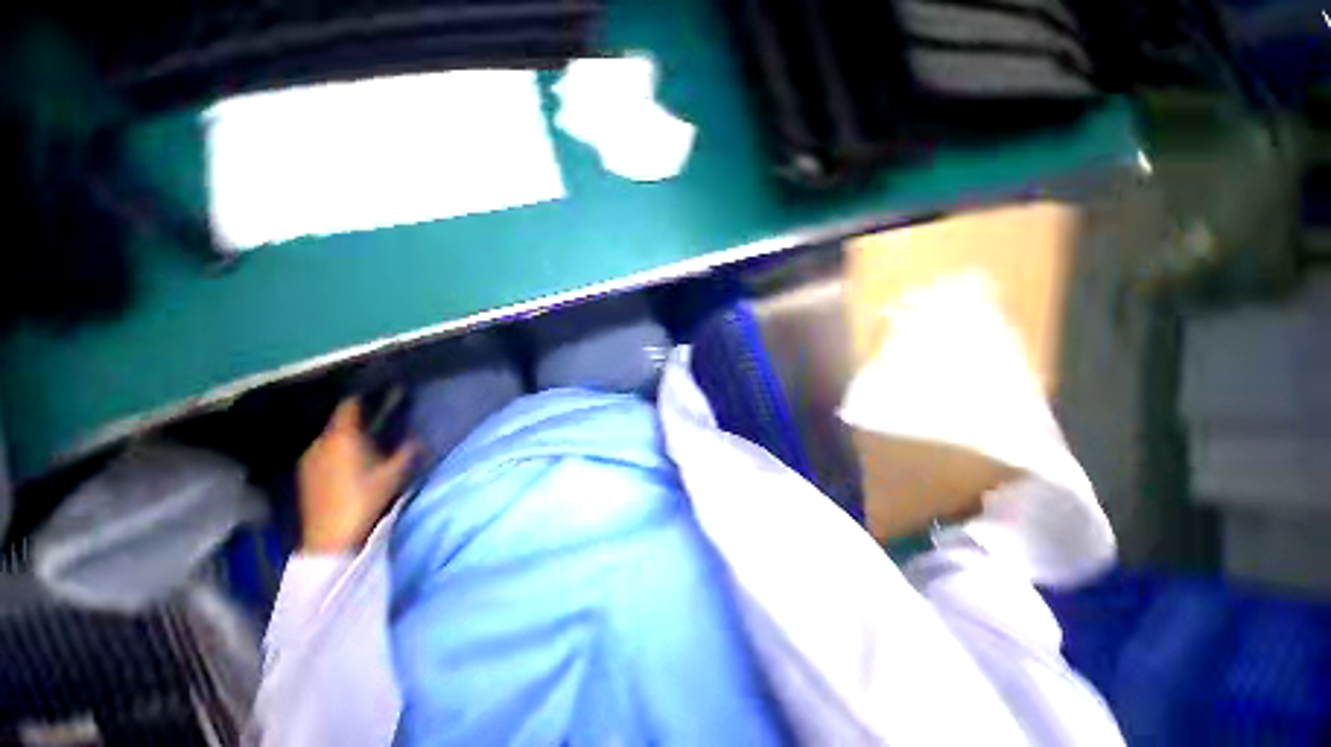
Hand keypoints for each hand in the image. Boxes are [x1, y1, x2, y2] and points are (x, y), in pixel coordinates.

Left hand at [298, 399, 417, 552]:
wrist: (331, 536)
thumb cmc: (366, 498)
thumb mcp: (395, 473)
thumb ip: (408, 450)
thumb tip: (417, 437)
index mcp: (344, 436)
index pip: (350, 406)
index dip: (364, 398)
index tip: (380, 396)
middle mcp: (321, 441)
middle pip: (339, 422)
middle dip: (357, 421)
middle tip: (378, 426)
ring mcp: (309, 458)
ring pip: (330, 438)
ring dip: (345, 438)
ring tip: (363, 447)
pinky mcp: (303, 474)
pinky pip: (322, 452)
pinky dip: (335, 452)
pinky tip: (347, 465)